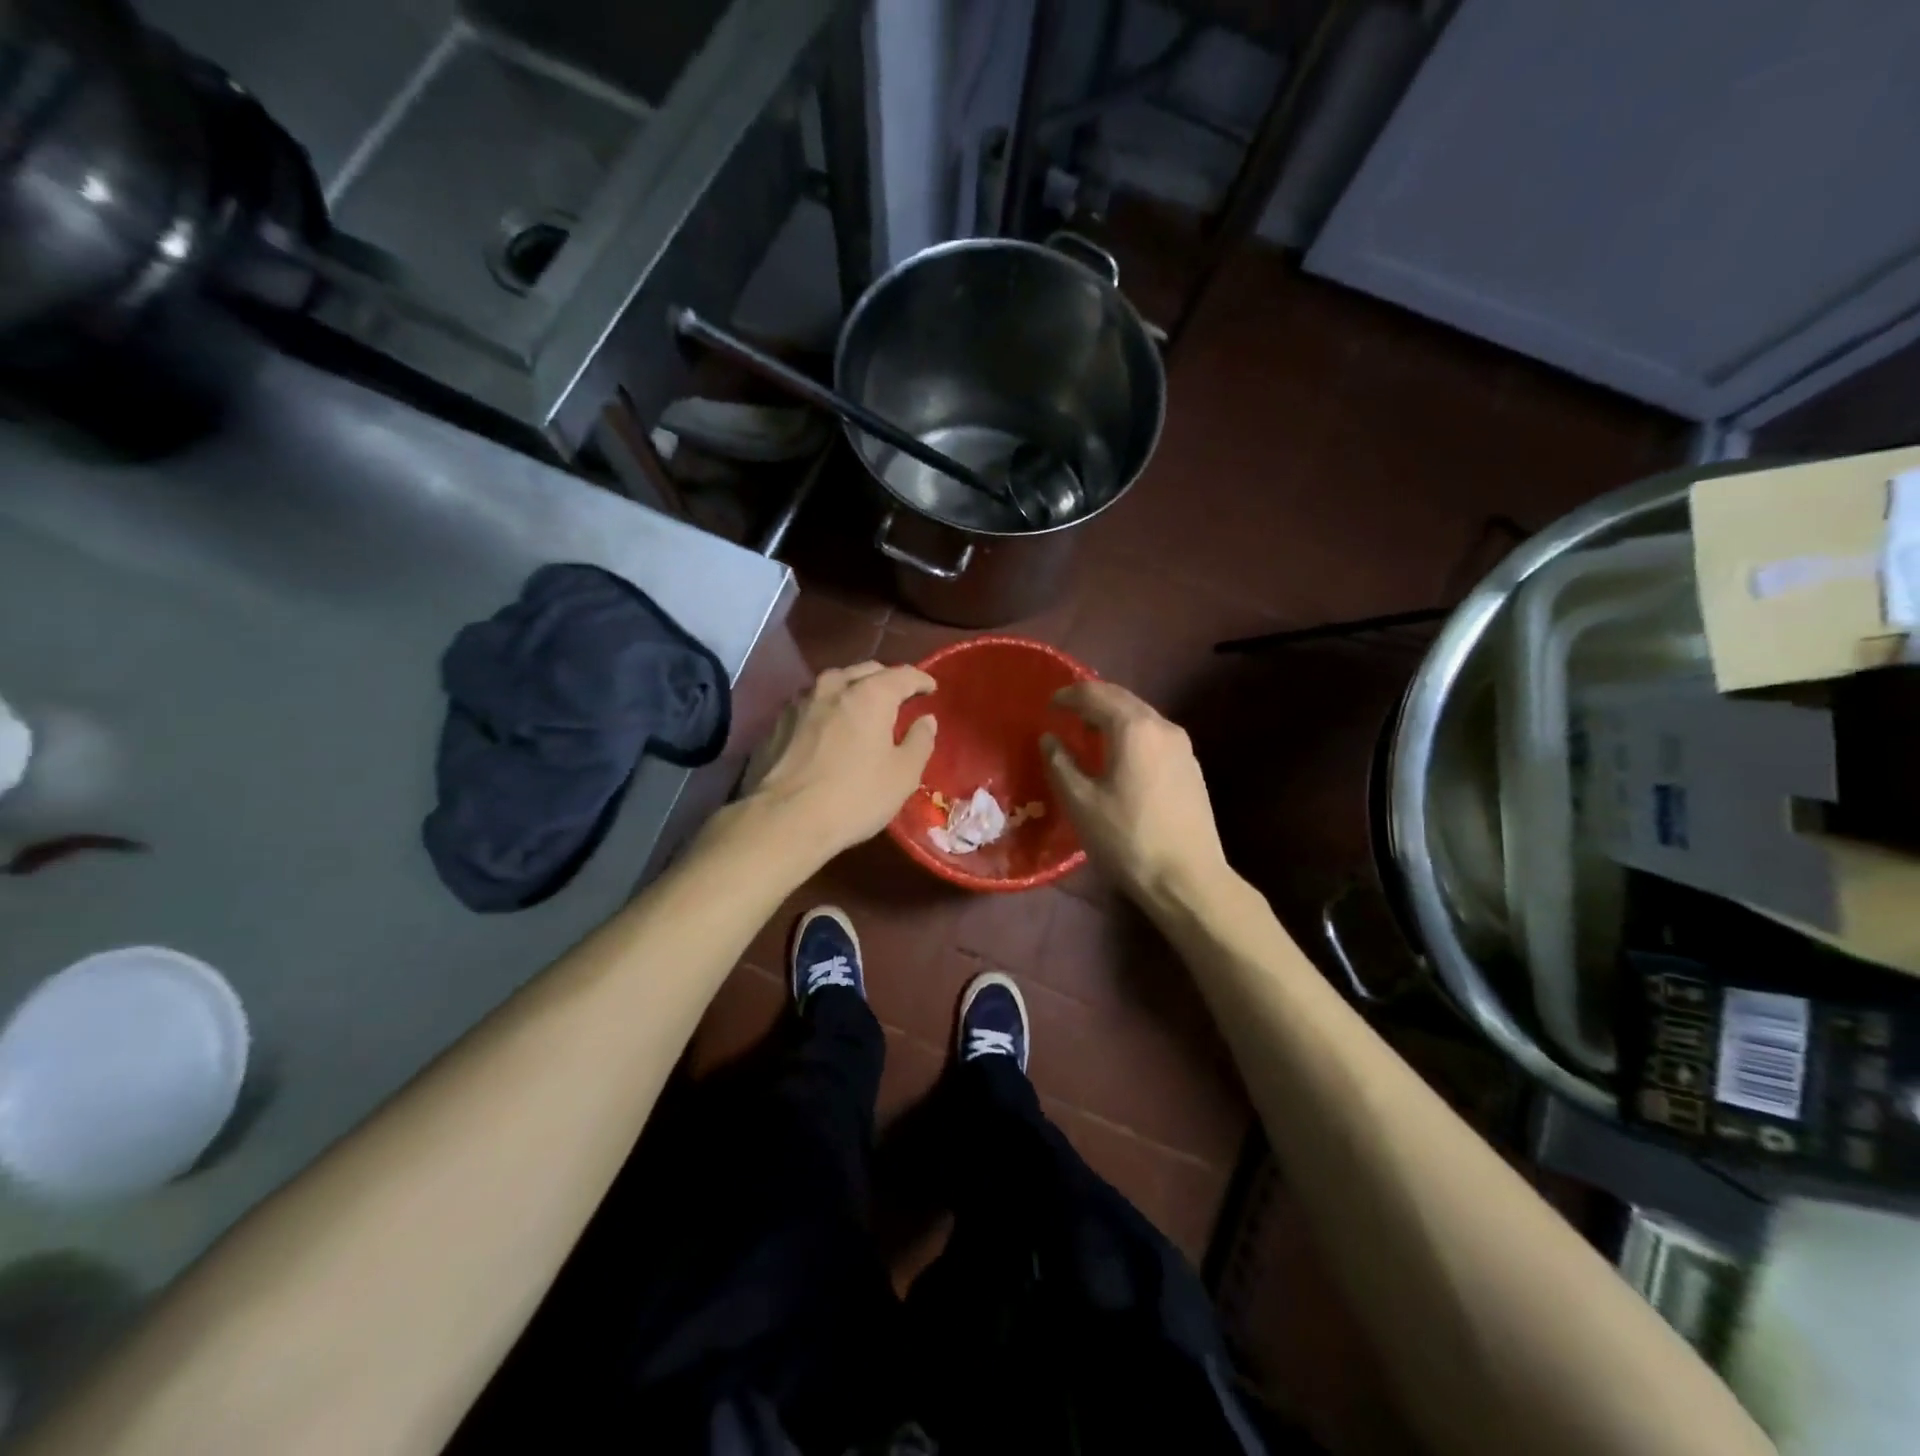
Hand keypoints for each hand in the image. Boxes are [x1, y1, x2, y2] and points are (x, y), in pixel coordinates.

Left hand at [741, 662, 936, 862]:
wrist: (784, 820)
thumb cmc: (855, 796)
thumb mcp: (903, 775)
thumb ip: (920, 741)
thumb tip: (926, 720)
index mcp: (870, 694)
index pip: (903, 674)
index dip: (921, 680)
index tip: (931, 688)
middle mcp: (833, 686)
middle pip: (866, 671)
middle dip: (886, 680)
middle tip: (899, 697)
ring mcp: (801, 702)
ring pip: (835, 683)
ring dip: (854, 690)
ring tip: (864, 708)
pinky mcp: (779, 722)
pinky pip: (813, 704)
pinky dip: (829, 708)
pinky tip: (831, 726)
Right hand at [1042, 681, 1228, 907]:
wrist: (1188, 879)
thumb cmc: (1127, 839)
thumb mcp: (1081, 803)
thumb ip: (1060, 763)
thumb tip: (1050, 739)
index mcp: (1134, 729)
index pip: (1096, 694)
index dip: (1069, 695)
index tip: (1049, 705)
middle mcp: (1162, 727)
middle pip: (1122, 698)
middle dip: (1092, 699)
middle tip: (1066, 712)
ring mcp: (1182, 747)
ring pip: (1141, 716)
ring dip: (1113, 716)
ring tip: (1088, 732)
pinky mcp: (1191, 767)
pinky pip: (1154, 735)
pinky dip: (1131, 733)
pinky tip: (1119, 755)